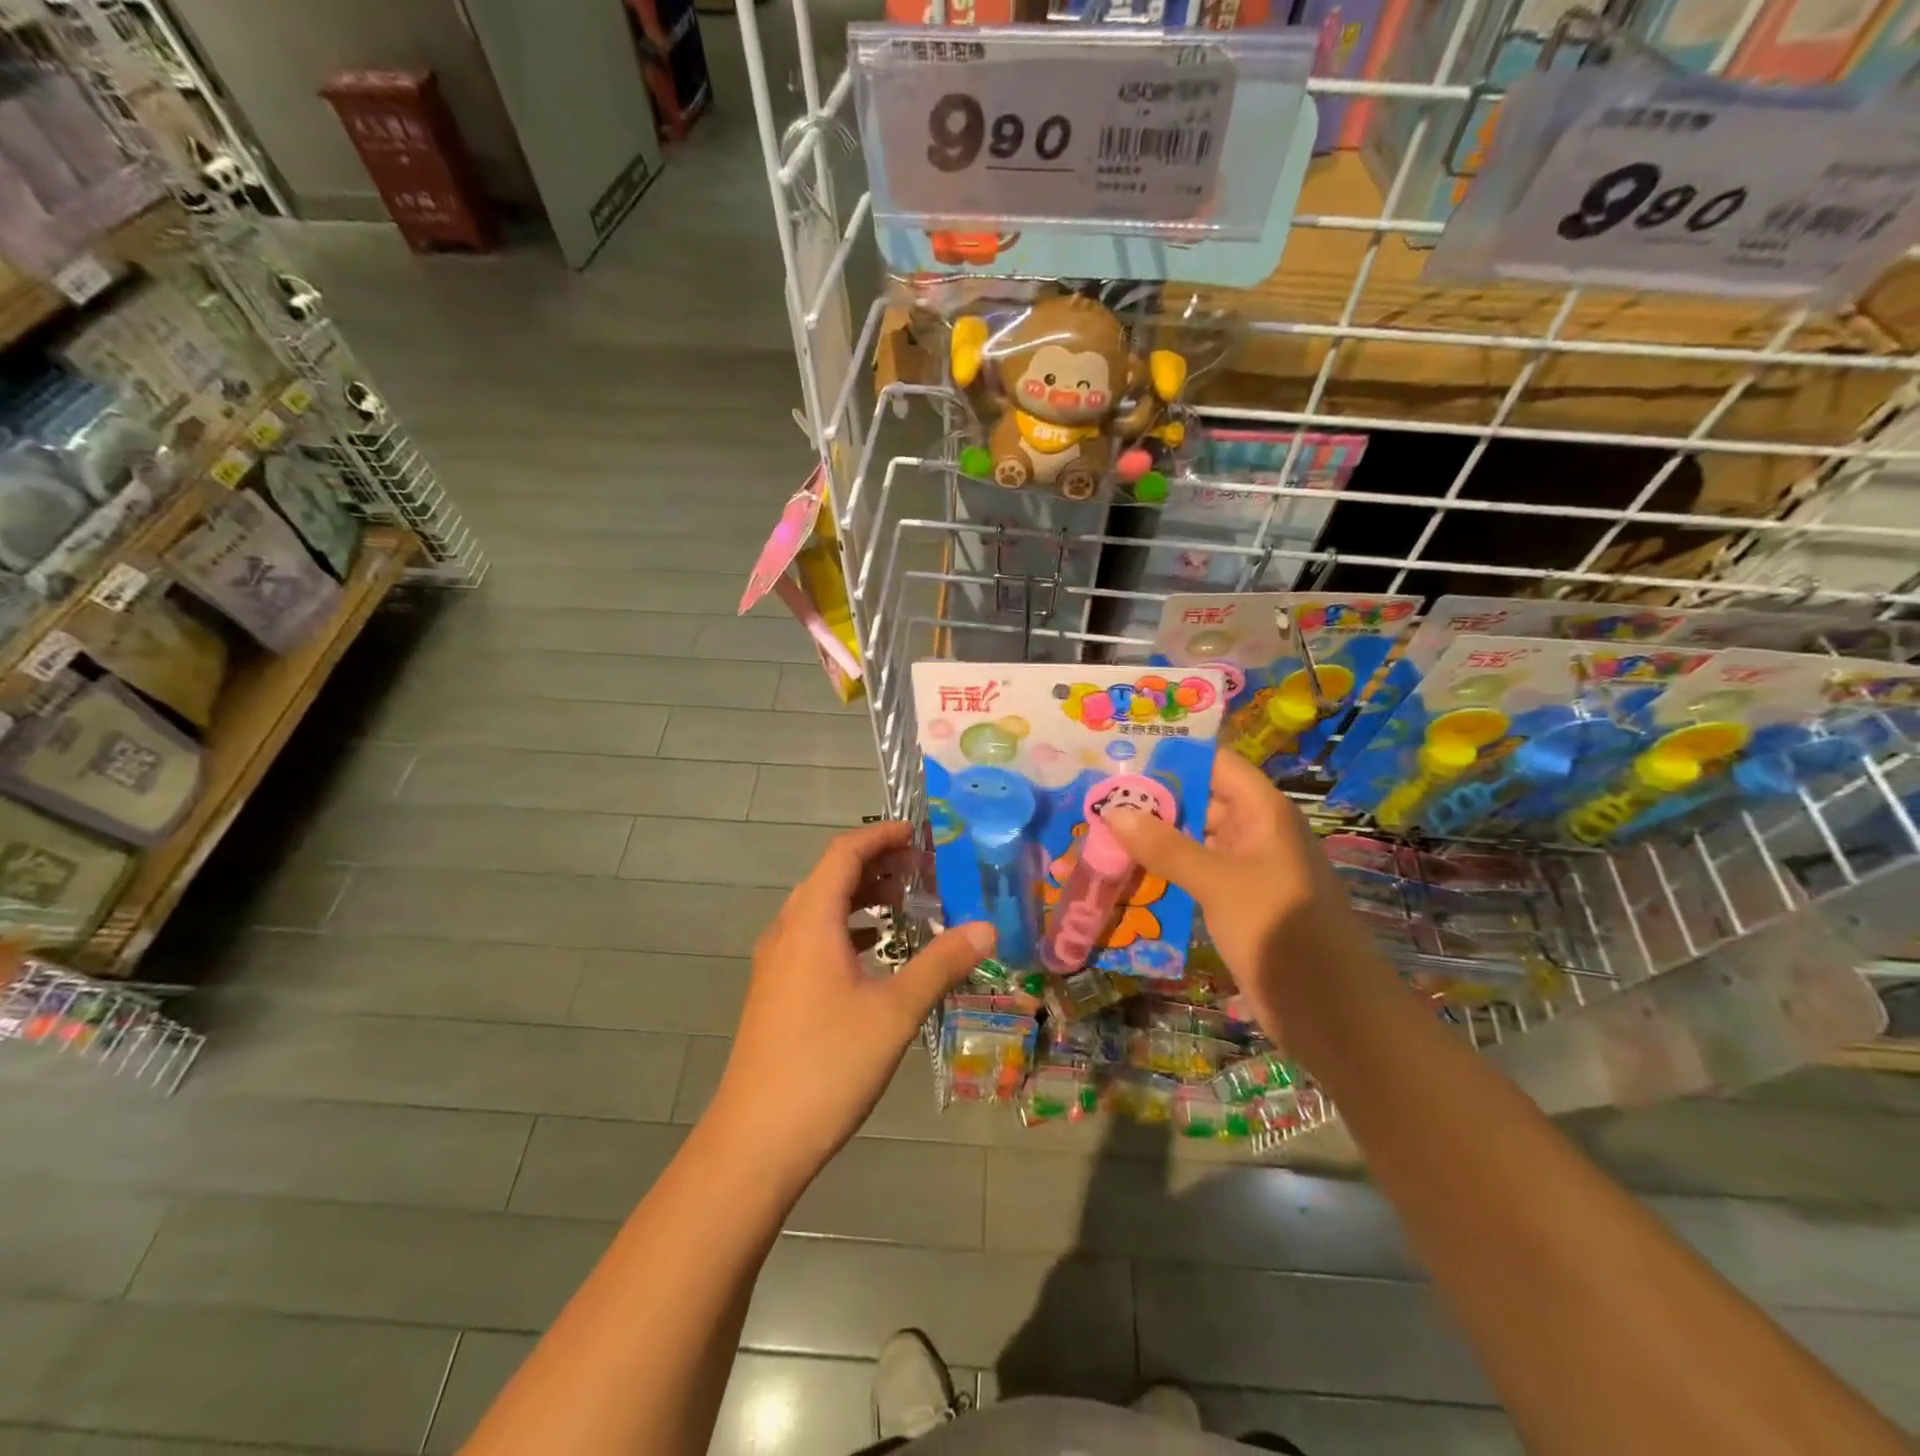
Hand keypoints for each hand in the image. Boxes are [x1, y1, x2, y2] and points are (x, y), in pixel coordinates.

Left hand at [710, 821, 992, 1189]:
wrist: (755, 1141)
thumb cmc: (828, 1065)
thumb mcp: (895, 1012)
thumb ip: (941, 964)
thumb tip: (987, 928)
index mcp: (811, 922)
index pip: (843, 854)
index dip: (880, 836)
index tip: (918, 833)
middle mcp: (787, 932)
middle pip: (829, 876)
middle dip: (875, 865)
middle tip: (922, 870)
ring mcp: (775, 963)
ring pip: (819, 909)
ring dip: (860, 897)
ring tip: (904, 905)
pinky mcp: (775, 991)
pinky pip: (812, 938)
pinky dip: (845, 929)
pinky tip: (873, 951)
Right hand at [1105, 752, 1363, 1036]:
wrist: (1332, 1012)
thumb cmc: (1281, 931)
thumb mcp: (1219, 883)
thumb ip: (1166, 847)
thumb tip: (1113, 811)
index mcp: (1262, 812)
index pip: (1215, 763)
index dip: (1172, 755)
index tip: (1121, 756)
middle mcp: (1253, 832)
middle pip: (1198, 800)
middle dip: (1150, 800)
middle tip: (1094, 798)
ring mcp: (1244, 870)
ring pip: (1191, 840)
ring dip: (1151, 840)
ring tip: (1097, 833)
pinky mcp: (1234, 903)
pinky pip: (1192, 875)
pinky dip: (1162, 873)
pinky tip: (1123, 876)